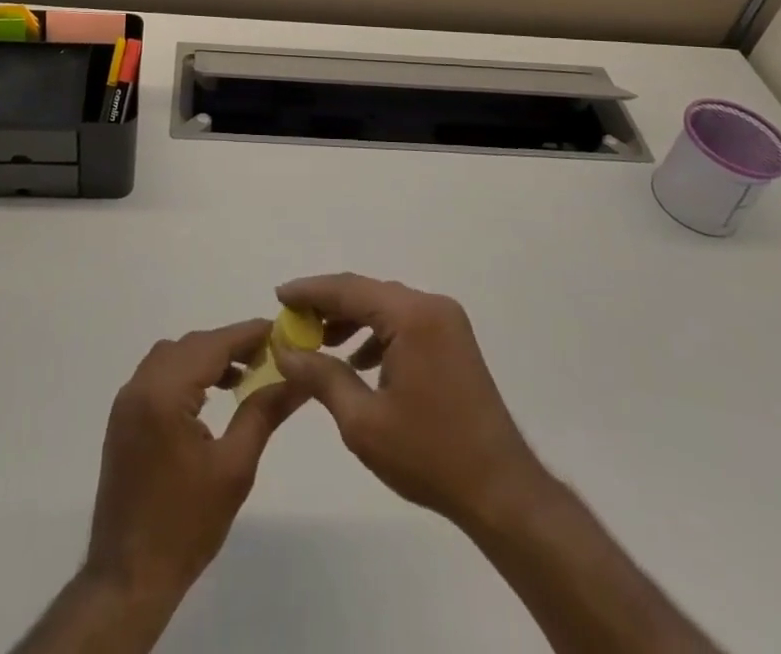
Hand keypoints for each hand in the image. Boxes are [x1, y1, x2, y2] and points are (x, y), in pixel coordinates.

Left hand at [84, 320, 307, 603]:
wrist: (128, 578)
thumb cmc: (186, 525)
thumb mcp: (234, 468)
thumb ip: (263, 413)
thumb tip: (298, 380)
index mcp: (164, 393)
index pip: (212, 345)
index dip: (247, 334)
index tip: (280, 329)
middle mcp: (140, 386)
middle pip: (191, 346)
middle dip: (229, 345)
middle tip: (268, 355)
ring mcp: (126, 402)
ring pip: (172, 357)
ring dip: (206, 357)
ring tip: (244, 375)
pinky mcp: (123, 419)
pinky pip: (157, 376)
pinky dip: (186, 374)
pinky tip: (210, 396)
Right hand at [273, 274, 542, 532]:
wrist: (500, 491)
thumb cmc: (429, 455)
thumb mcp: (362, 420)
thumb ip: (321, 376)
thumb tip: (284, 350)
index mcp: (412, 315)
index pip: (349, 289)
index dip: (310, 291)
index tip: (279, 296)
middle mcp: (431, 306)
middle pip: (367, 293)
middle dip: (328, 306)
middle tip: (292, 321)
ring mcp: (446, 322)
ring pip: (385, 307)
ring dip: (351, 320)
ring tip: (318, 342)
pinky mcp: (452, 341)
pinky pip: (404, 323)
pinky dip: (376, 334)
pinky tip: (358, 361)